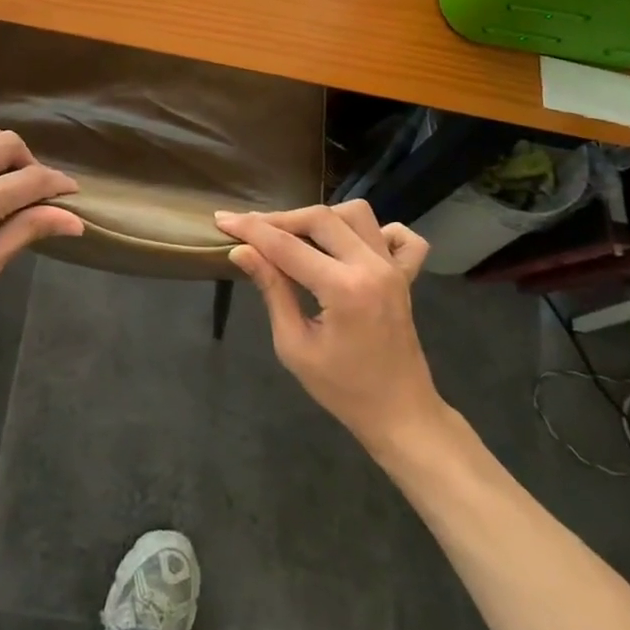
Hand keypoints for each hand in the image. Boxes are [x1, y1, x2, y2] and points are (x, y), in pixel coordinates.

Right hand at [215, 202, 441, 452]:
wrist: (400, 414)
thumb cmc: (343, 389)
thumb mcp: (294, 346)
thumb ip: (272, 290)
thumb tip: (241, 252)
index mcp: (344, 289)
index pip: (287, 246)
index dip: (251, 230)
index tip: (223, 219)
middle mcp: (372, 267)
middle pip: (320, 218)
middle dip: (280, 219)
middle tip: (251, 229)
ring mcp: (394, 268)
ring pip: (356, 214)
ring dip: (321, 218)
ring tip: (296, 237)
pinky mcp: (406, 274)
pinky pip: (400, 235)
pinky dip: (375, 230)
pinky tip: (352, 244)